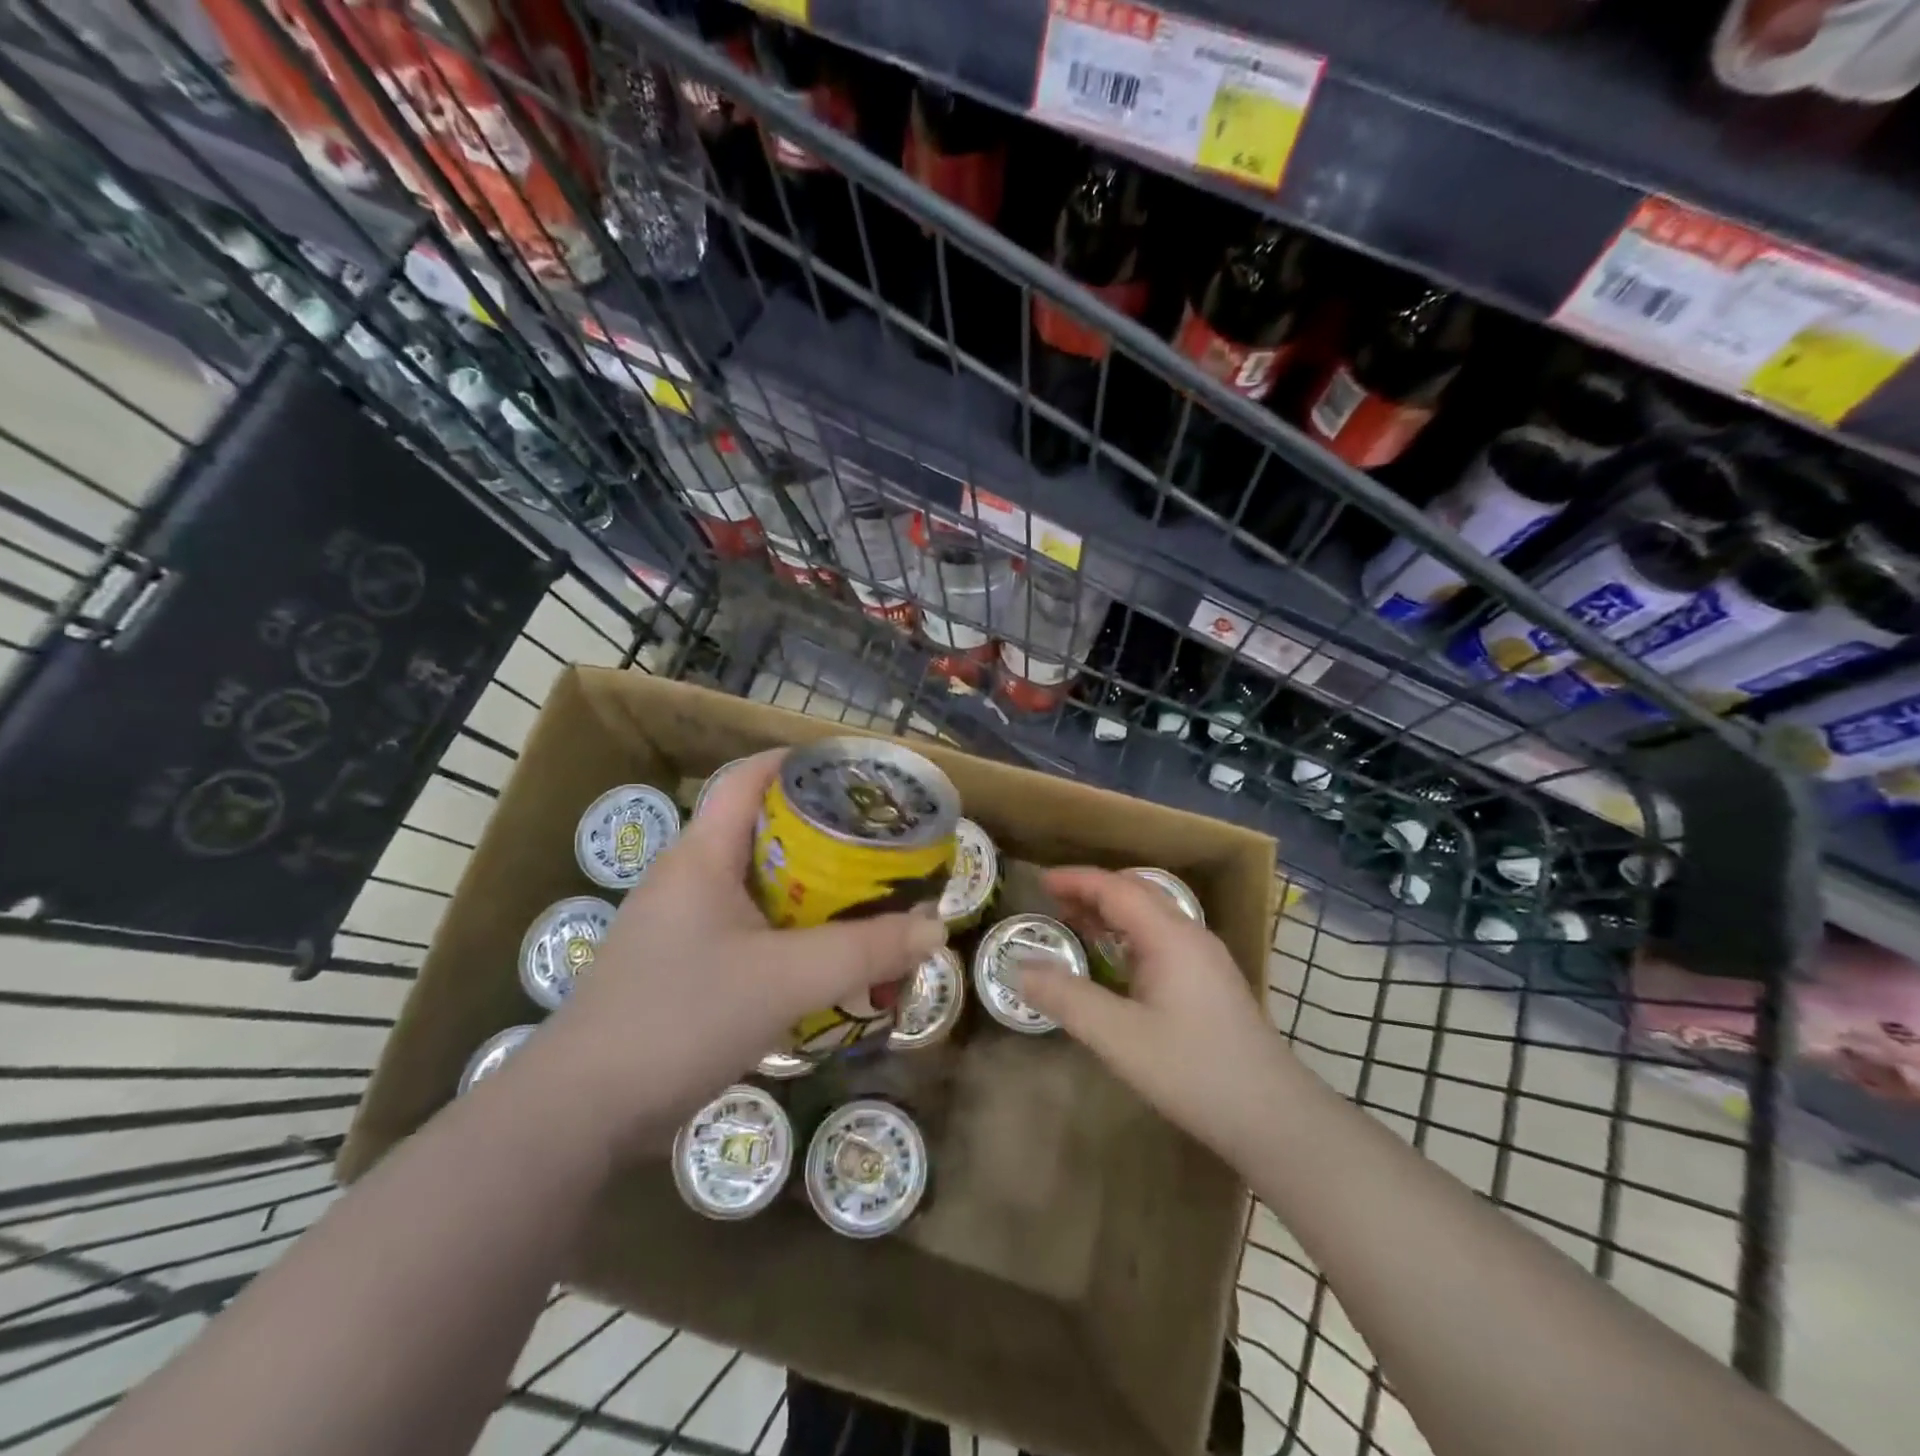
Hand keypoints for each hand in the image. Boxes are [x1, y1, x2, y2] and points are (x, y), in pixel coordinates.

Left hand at [528, 750, 947, 1155]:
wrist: (580, 1114)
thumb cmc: (681, 1018)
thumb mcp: (786, 980)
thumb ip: (865, 952)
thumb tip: (936, 927)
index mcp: (701, 855)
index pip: (747, 778)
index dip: (798, 763)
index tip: (854, 775)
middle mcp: (687, 878)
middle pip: (761, 831)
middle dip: (821, 834)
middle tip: (878, 846)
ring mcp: (679, 925)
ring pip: (756, 886)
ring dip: (809, 891)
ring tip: (864, 900)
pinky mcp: (680, 968)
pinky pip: (746, 930)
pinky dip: (789, 933)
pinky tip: (822, 959)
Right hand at [1014, 866, 1288, 1152]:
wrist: (1273, 1117)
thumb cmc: (1193, 1071)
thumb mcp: (1119, 1037)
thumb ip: (1067, 998)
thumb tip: (1020, 969)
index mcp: (1170, 936)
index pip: (1117, 889)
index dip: (1076, 880)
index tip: (1040, 883)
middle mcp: (1191, 936)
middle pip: (1137, 893)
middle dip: (1094, 891)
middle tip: (1054, 904)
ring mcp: (1207, 959)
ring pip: (1153, 916)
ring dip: (1113, 913)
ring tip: (1077, 926)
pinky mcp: (1212, 982)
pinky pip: (1164, 938)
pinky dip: (1131, 935)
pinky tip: (1117, 964)